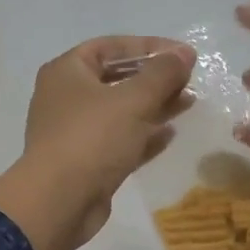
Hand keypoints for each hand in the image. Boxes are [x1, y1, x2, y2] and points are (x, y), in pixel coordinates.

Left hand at [0, 37, 195, 249]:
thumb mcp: (133, 99)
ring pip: (121, 112)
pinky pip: (121, 140)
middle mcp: (68, 97)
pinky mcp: (88, 162)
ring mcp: (76, 132)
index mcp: (67, 72)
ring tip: (189, 103)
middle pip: (117, 79)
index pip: (112, 47)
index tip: (183, 54)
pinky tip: (171, 134)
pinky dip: (144, 135)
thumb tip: (184, 54)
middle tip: (189, 80)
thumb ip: (162, 74)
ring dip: (154, 106)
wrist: (59, 202)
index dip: (150, 47)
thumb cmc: (92, 138)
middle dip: (155, 79)